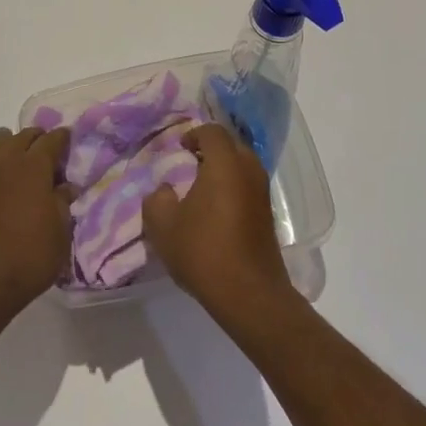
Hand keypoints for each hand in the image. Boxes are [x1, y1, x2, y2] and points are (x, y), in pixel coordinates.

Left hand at [0, 127, 72, 326]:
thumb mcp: (61, 231)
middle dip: (37, 139)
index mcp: (34, 166)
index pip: (52, 140)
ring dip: (9, 144)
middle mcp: (7, 160)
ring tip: (16, 156)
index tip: (68, 140)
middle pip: (23, 136)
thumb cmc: (30, 255)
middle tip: (46, 151)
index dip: (62, 138)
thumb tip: (66, 185)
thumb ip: (63, 202)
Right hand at [142, 122, 294, 323]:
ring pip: (243, 166)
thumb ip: (157, 199)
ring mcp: (262, 192)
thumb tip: (165, 190)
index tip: (180, 148)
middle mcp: (249, 170)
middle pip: (231, 145)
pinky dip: (234, 187)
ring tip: (201, 188)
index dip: (194, 134)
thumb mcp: (163, 226)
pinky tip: (217, 209)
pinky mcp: (268, 214)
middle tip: (190, 164)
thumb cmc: (204, 251)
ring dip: (224, 169)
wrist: (249, 294)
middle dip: (211, 149)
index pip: (212, 132)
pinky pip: (249, 186)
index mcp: (225, 163)